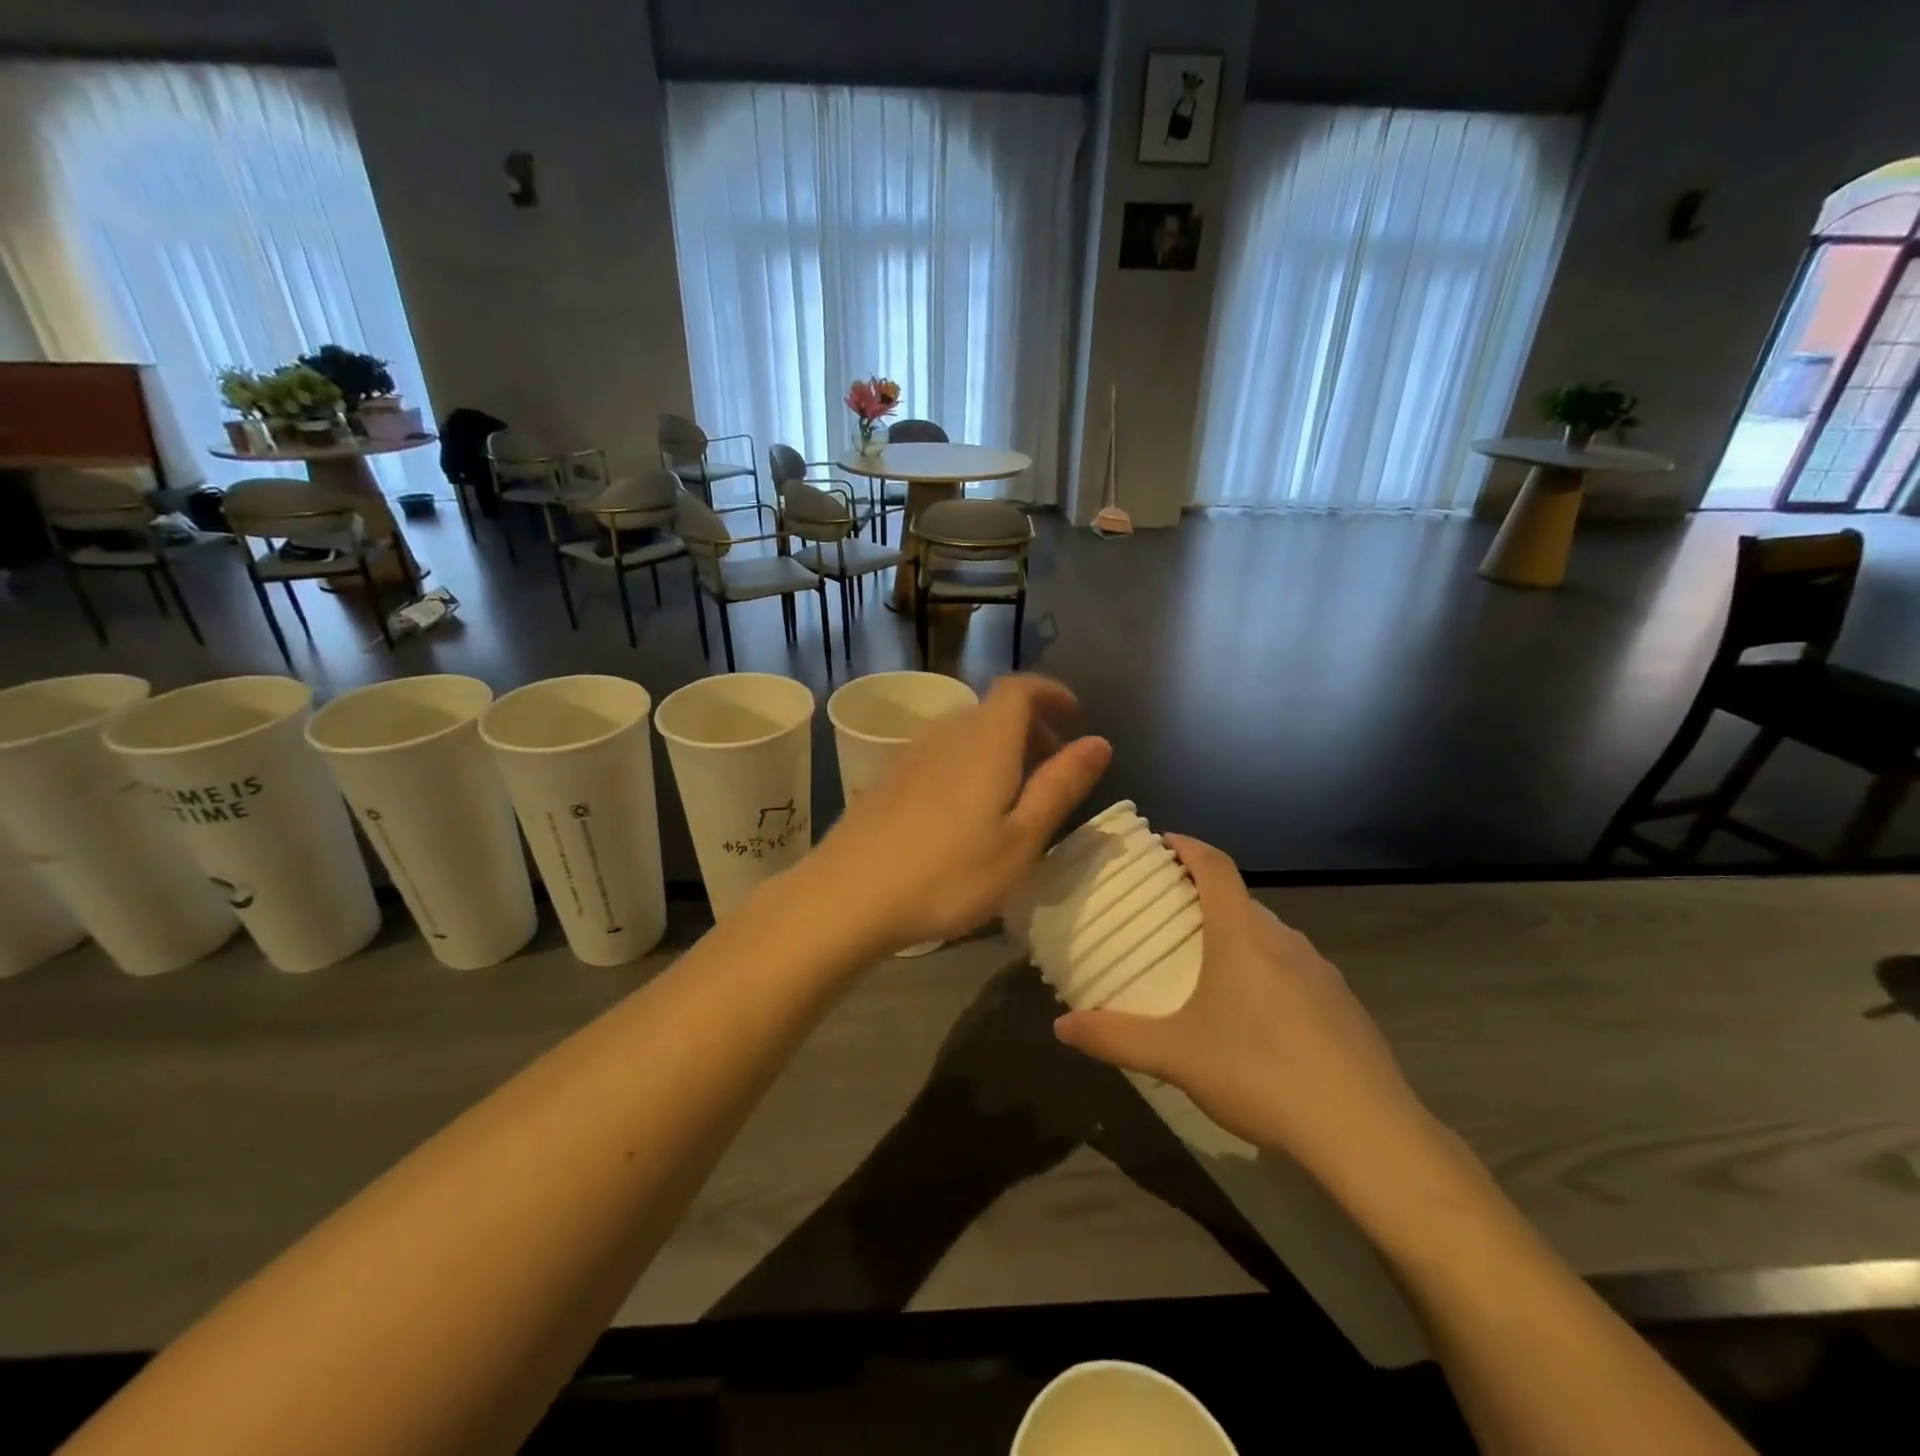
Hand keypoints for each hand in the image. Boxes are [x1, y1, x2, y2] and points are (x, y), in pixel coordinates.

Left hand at [812, 675, 1110, 951]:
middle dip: (1032, 726)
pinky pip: (941, 753)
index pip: (1020, 688)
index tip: (1076, 718)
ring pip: (966, 732)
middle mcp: (947, 734)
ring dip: (999, 747)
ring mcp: (911, 754)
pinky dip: (968, 763)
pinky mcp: (888, 778)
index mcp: (985, 741)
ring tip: (1014, 791)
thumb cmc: (948, 874)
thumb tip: (1100, 741)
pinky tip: (965, 810)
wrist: (848, 896)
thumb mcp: (1021, 839)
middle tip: (1053, 764)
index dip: (1052, 693)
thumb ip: (1061, 786)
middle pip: (994, 709)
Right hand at [1053, 836, 1433, 1185]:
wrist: (1366, 1131)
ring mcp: (1322, 971)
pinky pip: (1297, 970)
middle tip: (1172, 917)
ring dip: (1239, 937)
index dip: (1188, 846)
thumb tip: (1060, 1026)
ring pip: (1271, 937)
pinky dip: (1269, 973)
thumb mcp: (1174, 1056)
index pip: (1215, 866)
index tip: (1165, 841)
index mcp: (1241, 935)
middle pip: (1241, 900)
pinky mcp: (1345, 1005)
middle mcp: (1284, 940)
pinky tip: (1260, 1021)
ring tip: (1210, 969)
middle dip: (1205, 898)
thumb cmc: (1259, 1072)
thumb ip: (1114, 1037)